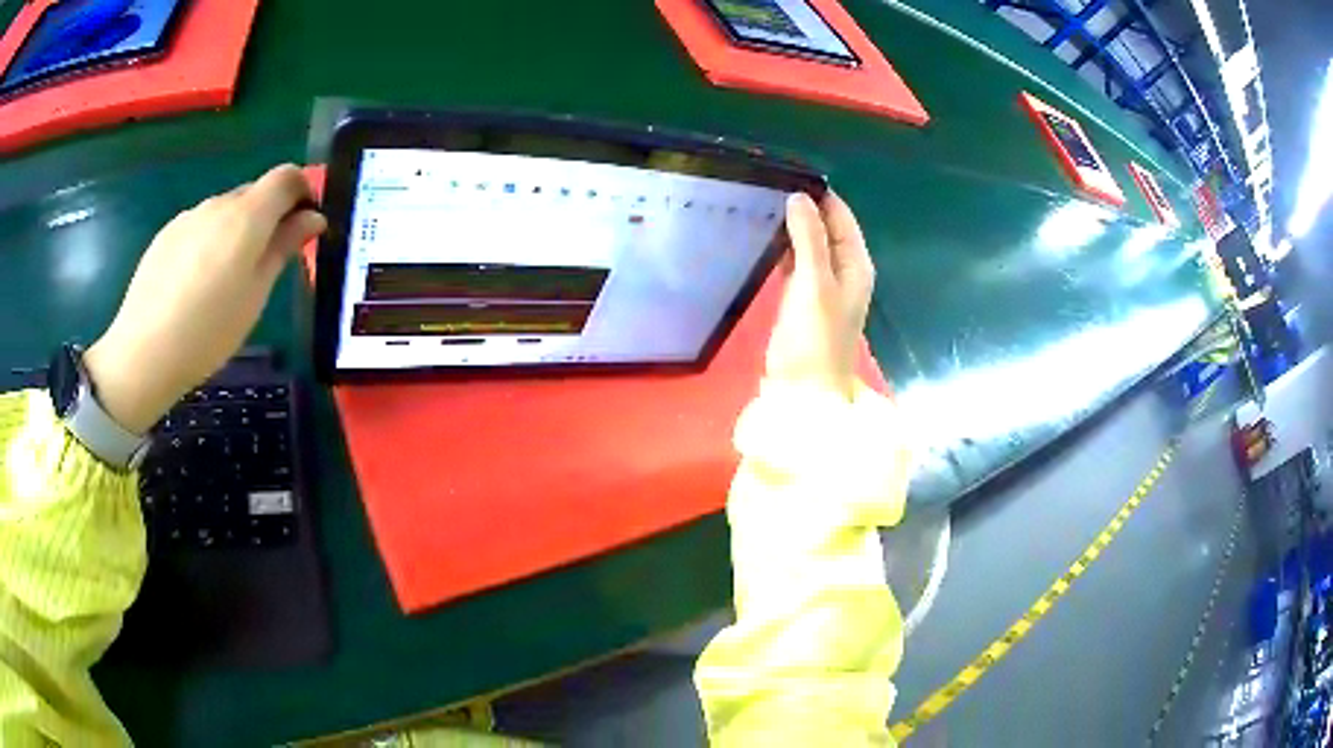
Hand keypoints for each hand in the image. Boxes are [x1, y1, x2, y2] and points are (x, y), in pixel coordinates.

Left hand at [83, 165, 325, 434]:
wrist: (144, 353)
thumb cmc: (209, 331)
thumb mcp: (256, 295)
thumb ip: (284, 247)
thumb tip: (312, 218)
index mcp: (247, 216)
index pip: (287, 177)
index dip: (302, 191)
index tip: (303, 223)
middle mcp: (218, 204)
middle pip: (254, 193)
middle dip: (267, 217)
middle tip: (263, 263)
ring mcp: (189, 217)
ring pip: (224, 212)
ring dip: (235, 232)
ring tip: (222, 281)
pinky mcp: (167, 234)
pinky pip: (199, 227)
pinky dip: (208, 242)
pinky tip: (194, 284)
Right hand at [765, 191, 875, 400]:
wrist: (803, 390)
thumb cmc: (813, 337)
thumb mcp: (813, 282)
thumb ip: (808, 238)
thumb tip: (799, 197)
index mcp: (856, 265)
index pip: (841, 216)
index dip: (820, 195)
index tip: (787, 174)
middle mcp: (845, 272)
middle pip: (827, 229)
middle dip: (804, 209)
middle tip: (767, 187)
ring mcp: (825, 287)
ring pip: (811, 246)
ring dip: (793, 229)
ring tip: (761, 205)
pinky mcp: (805, 301)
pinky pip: (798, 264)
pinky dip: (785, 250)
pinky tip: (764, 241)